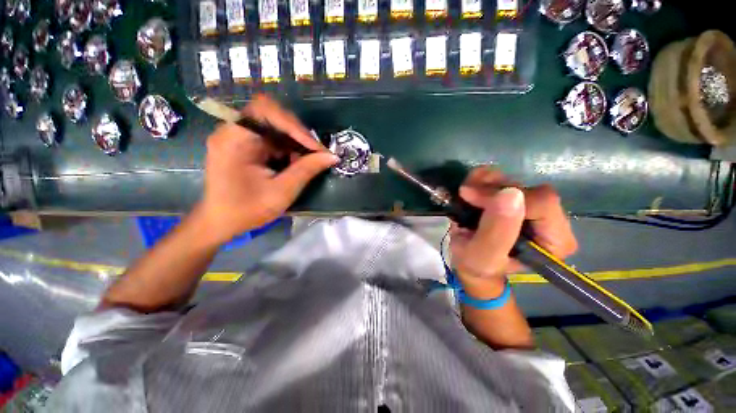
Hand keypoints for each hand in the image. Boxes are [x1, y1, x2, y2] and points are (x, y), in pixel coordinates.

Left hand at [193, 95, 337, 245]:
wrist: (221, 222)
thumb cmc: (247, 210)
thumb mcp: (281, 192)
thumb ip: (306, 170)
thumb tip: (332, 157)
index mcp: (235, 139)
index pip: (266, 111)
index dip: (295, 125)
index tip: (315, 148)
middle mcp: (233, 131)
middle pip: (272, 116)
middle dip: (298, 134)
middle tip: (317, 153)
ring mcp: (239, 137)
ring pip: (275, 126)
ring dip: (295, 142)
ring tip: (309, 159)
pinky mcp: (245, 145)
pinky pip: (272, 137)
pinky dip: (288, 147)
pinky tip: (296, 162)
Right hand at [450, 167, 577, 296]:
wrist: (468, 262)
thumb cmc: (477, 265)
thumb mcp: (484, 255)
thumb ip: (497, 231)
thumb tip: (511, 193)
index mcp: (554, 240)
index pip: (542, 203)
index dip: (504, 196)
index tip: (472, 199)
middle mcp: (549, 219)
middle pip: (527, 188)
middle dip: (491, 189)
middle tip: (466, 196)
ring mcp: (531, 205)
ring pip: (513, 179)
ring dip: (483, 182)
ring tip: (465, 195)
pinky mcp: (515, 197)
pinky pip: (502, 177)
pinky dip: (481, 178)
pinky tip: (470, 188)